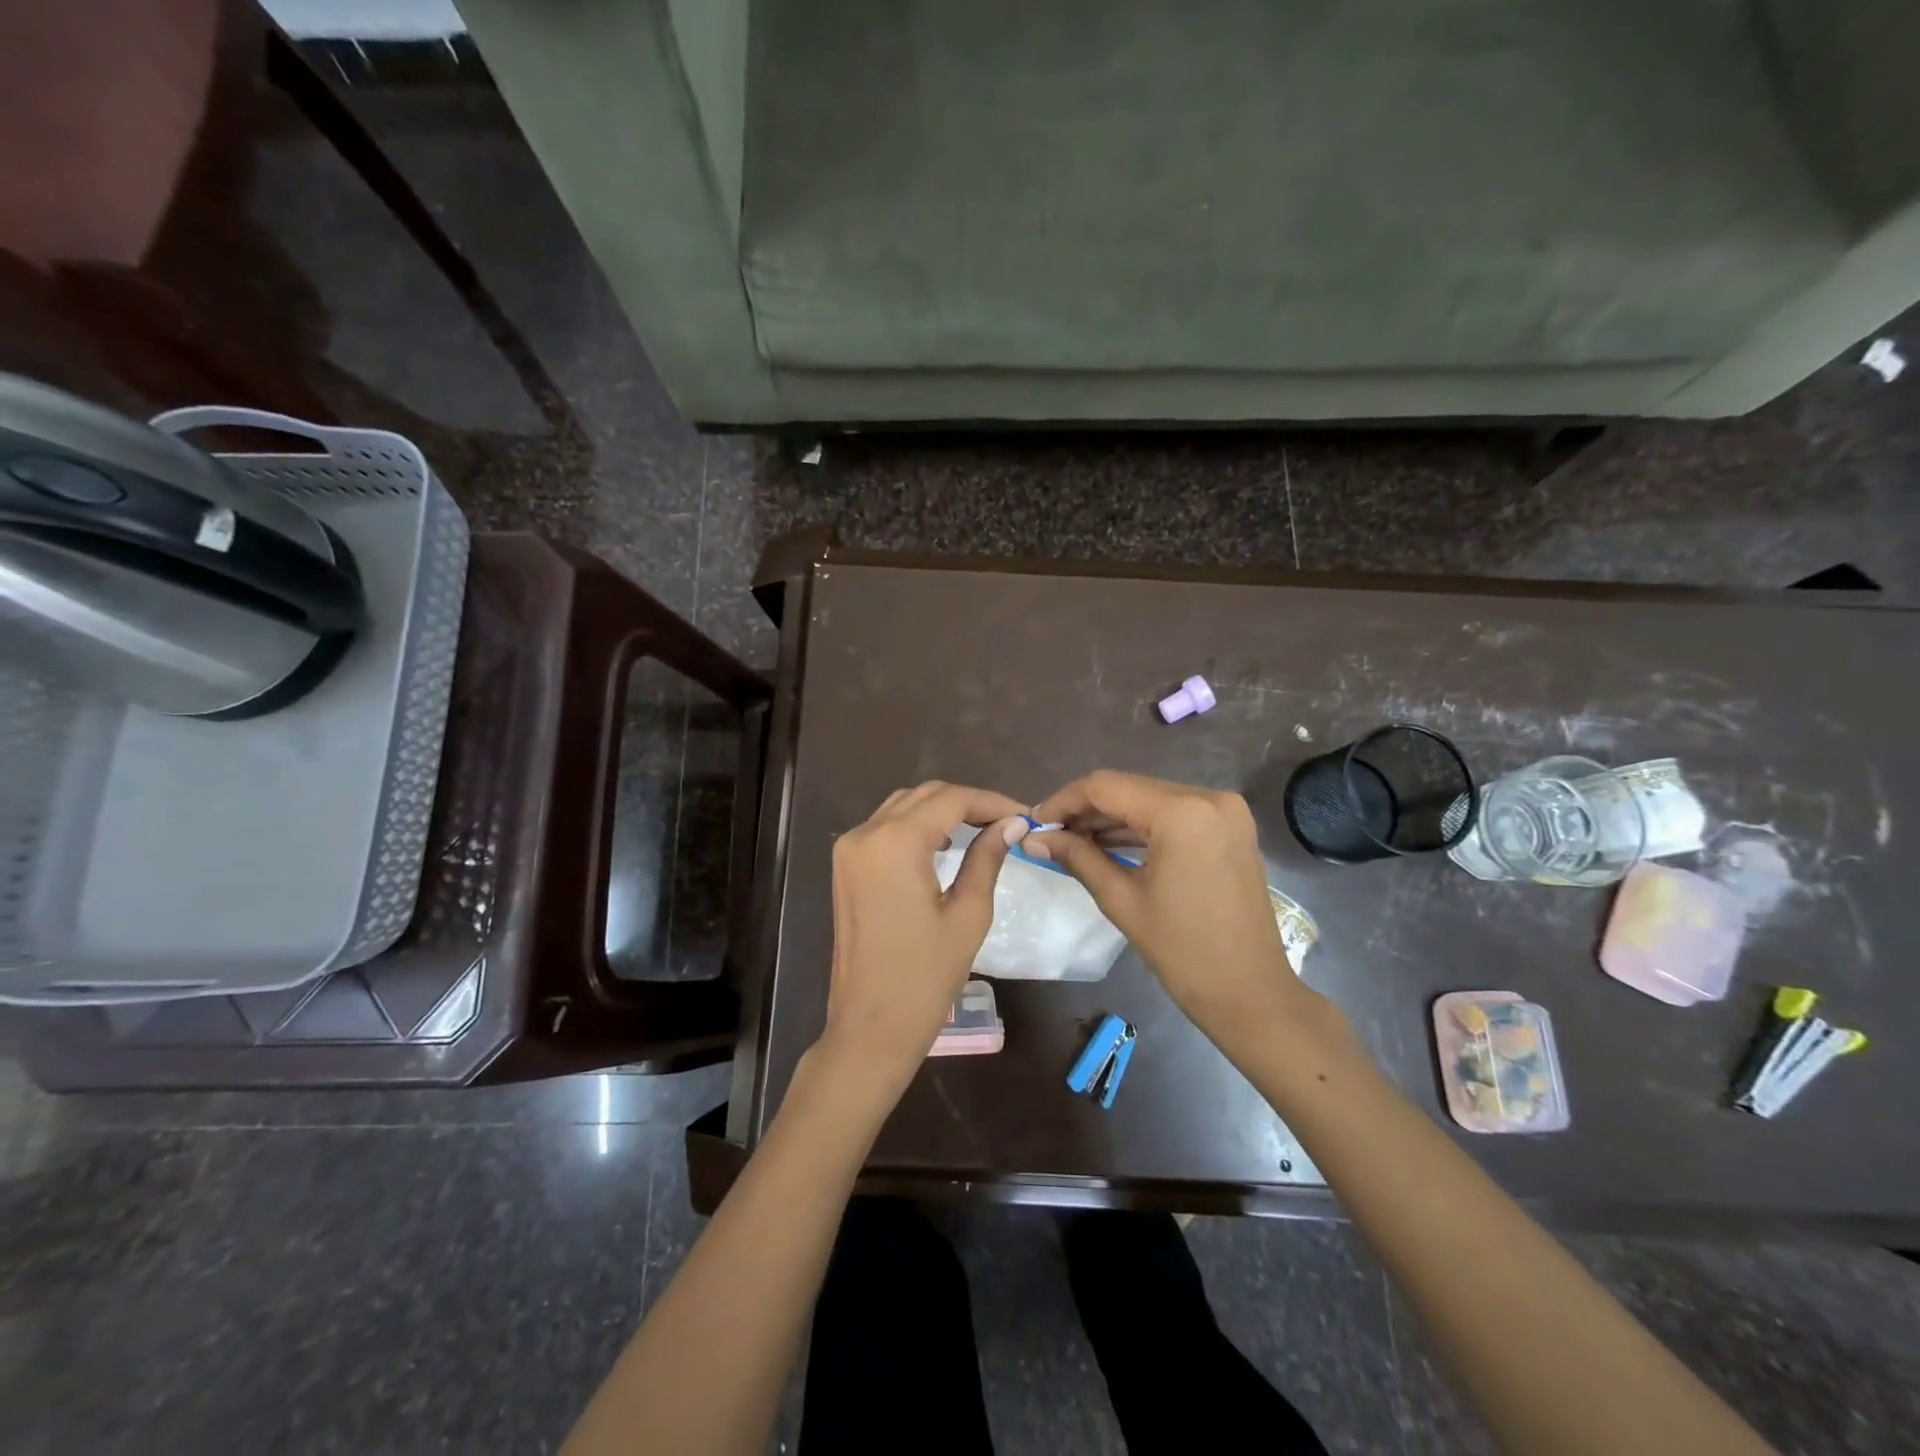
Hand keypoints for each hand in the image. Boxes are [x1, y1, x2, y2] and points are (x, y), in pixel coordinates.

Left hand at [817, 781, 1028, 1097]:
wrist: (870, 1028)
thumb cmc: (925, 978)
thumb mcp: (967, 914)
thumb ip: (987, 858)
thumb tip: (1012, 824)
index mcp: (895, 842)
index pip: (951, 800)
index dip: (992, 802)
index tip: (1025, 816)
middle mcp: (865, 834)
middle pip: (925, 796)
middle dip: (969, 803)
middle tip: (1008, 823)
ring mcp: (849, 849)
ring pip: (903, 807)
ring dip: (943, 810)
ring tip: (983, 829)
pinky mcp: (845, 866)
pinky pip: (885, 828)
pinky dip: (917, 826)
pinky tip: (946, 843)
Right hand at [1028, 771, 1343, 1046]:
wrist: (1251, 993)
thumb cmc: (1183, 952)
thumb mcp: (1122, 900)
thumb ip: (1077, 857)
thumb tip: (1033, 839)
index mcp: (1182, 813)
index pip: (1106, 787)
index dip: (1064, 801)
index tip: (1035, 822)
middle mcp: (1208, 797)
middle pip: (1129, 788)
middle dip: (1086, 808)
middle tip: (1049, 834)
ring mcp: (1225, 810)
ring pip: (1150, 798)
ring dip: (1112, 816)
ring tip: (1072, 839)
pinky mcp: (1230, 826)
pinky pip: (1174, 813)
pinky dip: (1141, 825)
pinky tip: (1109, 842)